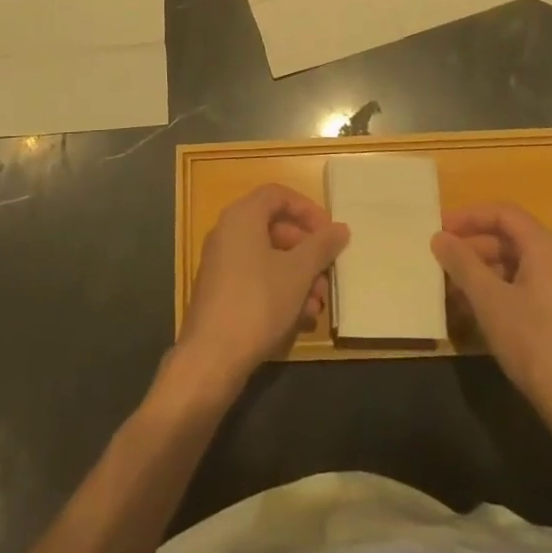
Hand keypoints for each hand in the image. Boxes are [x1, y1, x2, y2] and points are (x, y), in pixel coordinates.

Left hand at [172, 183, 348, 401]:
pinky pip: (256, 280)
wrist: (211, 357)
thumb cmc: (258, 302)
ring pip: (269, 259)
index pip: (278, 195)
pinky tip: (301, 319)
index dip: (307, 209)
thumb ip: (321, 246)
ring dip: (298, 277)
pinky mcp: (221, 292)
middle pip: (275, 229)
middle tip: (328, 274)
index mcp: (242, 216)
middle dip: (307, 252)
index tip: (330, 232)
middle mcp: (227, 233)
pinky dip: (281, 292)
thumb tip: (340, 228)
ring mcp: (221, 263)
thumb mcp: (298, 272)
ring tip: (318, 305)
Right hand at [432, 203, 551, 422]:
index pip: (504, 213)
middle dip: (473, 247)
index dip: (470, 216)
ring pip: (515, 267)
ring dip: (481, 273)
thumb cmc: (534, 341)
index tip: (440, 229)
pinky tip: (474, 314)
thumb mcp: (489, 300)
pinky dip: (497, 292)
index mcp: (545, 249)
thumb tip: (439, 237)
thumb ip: (462, 264)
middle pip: (510, 239)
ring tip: (451, 291)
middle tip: (441, 261)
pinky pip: (524, 289)